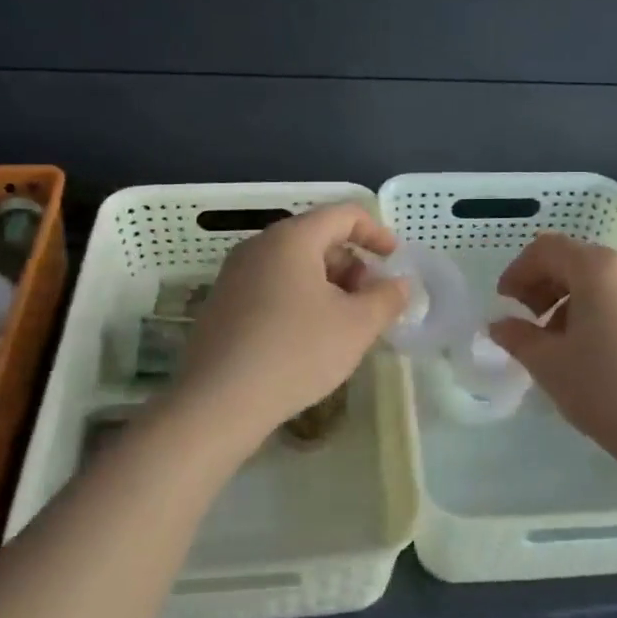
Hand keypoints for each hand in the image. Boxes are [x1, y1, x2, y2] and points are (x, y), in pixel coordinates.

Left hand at [173, 203, 408, 449]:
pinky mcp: (222, 304)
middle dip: (352, 264)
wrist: (218, 402)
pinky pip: (271, 286)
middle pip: (317, 237)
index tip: (395, 261)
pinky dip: (299, 298)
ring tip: (343, 324)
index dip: (376, 233)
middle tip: (370, 301)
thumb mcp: (357, 326)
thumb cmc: (296, 352)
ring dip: (327, 284)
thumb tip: (399, 284)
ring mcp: (234, 275)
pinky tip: (308, 339)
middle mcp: (259, 246)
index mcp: (291, 238)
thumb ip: (387, 298)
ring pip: (294, 265)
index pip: (343, 214)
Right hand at [490, 233, 616, 457]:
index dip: (519, 270)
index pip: (548, 249)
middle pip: (577, 259)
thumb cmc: (606, 390)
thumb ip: (518, 336)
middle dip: (545, 284)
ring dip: (572, 299)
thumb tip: (499, 325)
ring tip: (562, 342)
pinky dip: (602, 309)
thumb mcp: (550, 364)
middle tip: (530, 322)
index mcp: (599, 269)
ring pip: (604, 279)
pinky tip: (597, 350)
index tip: (505, 302)